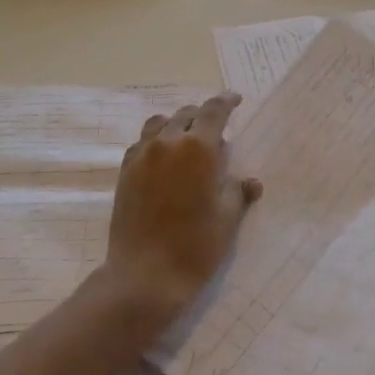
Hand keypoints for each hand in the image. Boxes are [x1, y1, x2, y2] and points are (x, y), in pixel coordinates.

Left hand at [102, 92, 262, 330]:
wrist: (144, 275)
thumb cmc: (194, 246)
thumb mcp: (227, 219)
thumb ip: (237, 192)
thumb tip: (249, 181)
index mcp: (198, 147)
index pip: (214, 110)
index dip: (226, 101)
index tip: (235, 99)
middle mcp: (168, 142)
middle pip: (187, 114)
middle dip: (203, 116)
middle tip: (216, 131)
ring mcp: (142, 155)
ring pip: (160, 123)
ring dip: (177, 125)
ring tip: (187, 141)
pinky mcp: (125, 171)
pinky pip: (142, 142)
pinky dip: (156, 141)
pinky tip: (164, 159)